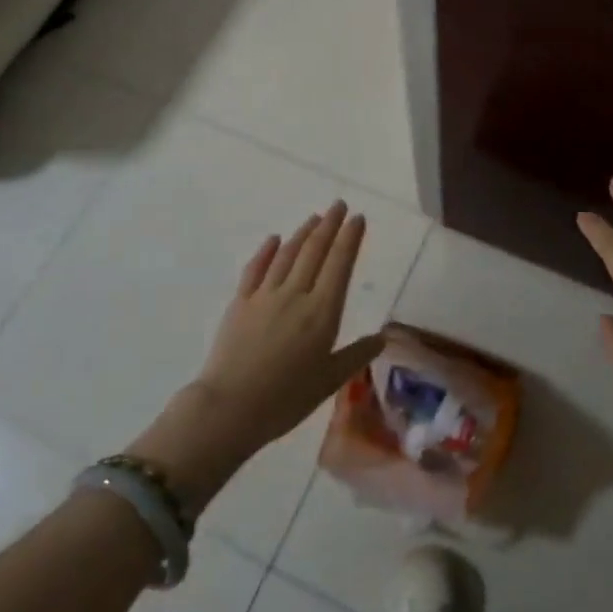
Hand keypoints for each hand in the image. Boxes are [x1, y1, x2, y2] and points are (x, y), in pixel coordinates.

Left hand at [132, 203, 379, 507]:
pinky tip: (274, 239)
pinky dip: (266, 251)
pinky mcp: (240, 303)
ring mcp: (265, 295)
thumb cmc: (286, 399)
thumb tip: (382, 337)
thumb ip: (357, 355)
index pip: (340, 264)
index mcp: (322, 312)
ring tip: (315, 217)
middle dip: (330, 225)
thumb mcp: (330, 381)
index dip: (350, 238)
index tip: (358, 218)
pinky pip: (255, 269)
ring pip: (288, 255)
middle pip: (315, 251)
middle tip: (339, 205)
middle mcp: (296, 294)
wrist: (230, 407)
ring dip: (303, 233)